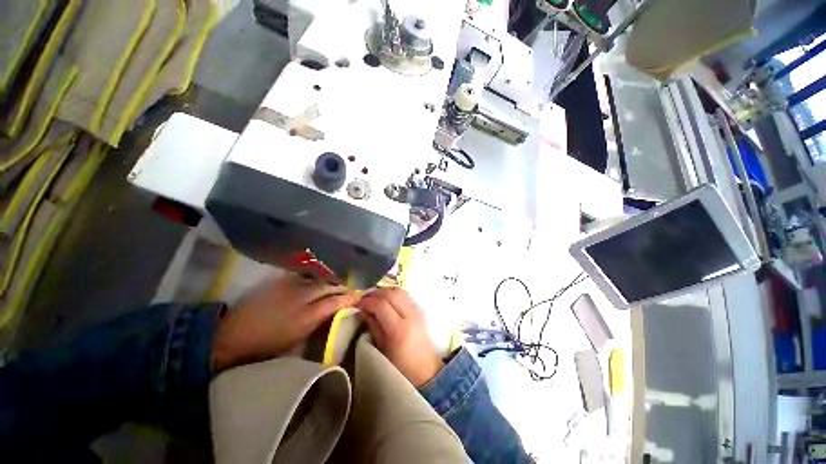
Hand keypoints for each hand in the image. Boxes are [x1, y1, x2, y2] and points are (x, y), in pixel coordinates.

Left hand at [212, 273, 357, 370]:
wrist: (234, 335)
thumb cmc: (268, 345)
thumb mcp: (297, 340)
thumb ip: (319, 323)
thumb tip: (335, 312)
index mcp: (307, 316)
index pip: (336, 302)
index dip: (349, 297)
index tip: (359, 295)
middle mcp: (302, 297)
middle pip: (329, 286)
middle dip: (343, 284)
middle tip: (353, 284)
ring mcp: (291, 287)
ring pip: (319, 277)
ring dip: (331, 277)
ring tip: (340, 278)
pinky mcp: (280, 281)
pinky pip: (304, 275)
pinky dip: (315, 275)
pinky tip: (320, 275)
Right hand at [356, 287, 443, 387]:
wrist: (425, 370)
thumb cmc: (400, 366)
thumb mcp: (381, 348)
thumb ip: (372, 325)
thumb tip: (362, 309)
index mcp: (399, 329)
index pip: (381, 305)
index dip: (368, 301)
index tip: (357, 303)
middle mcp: (411, 315)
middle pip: (391, 293)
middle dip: (375, 293)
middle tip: (364, 298)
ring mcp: (417, 310)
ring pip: (399, 290)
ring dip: (384, 291)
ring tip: (373, 298)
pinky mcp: (420, 309)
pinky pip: (405, 294)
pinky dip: (393, 293)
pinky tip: (385, 299)